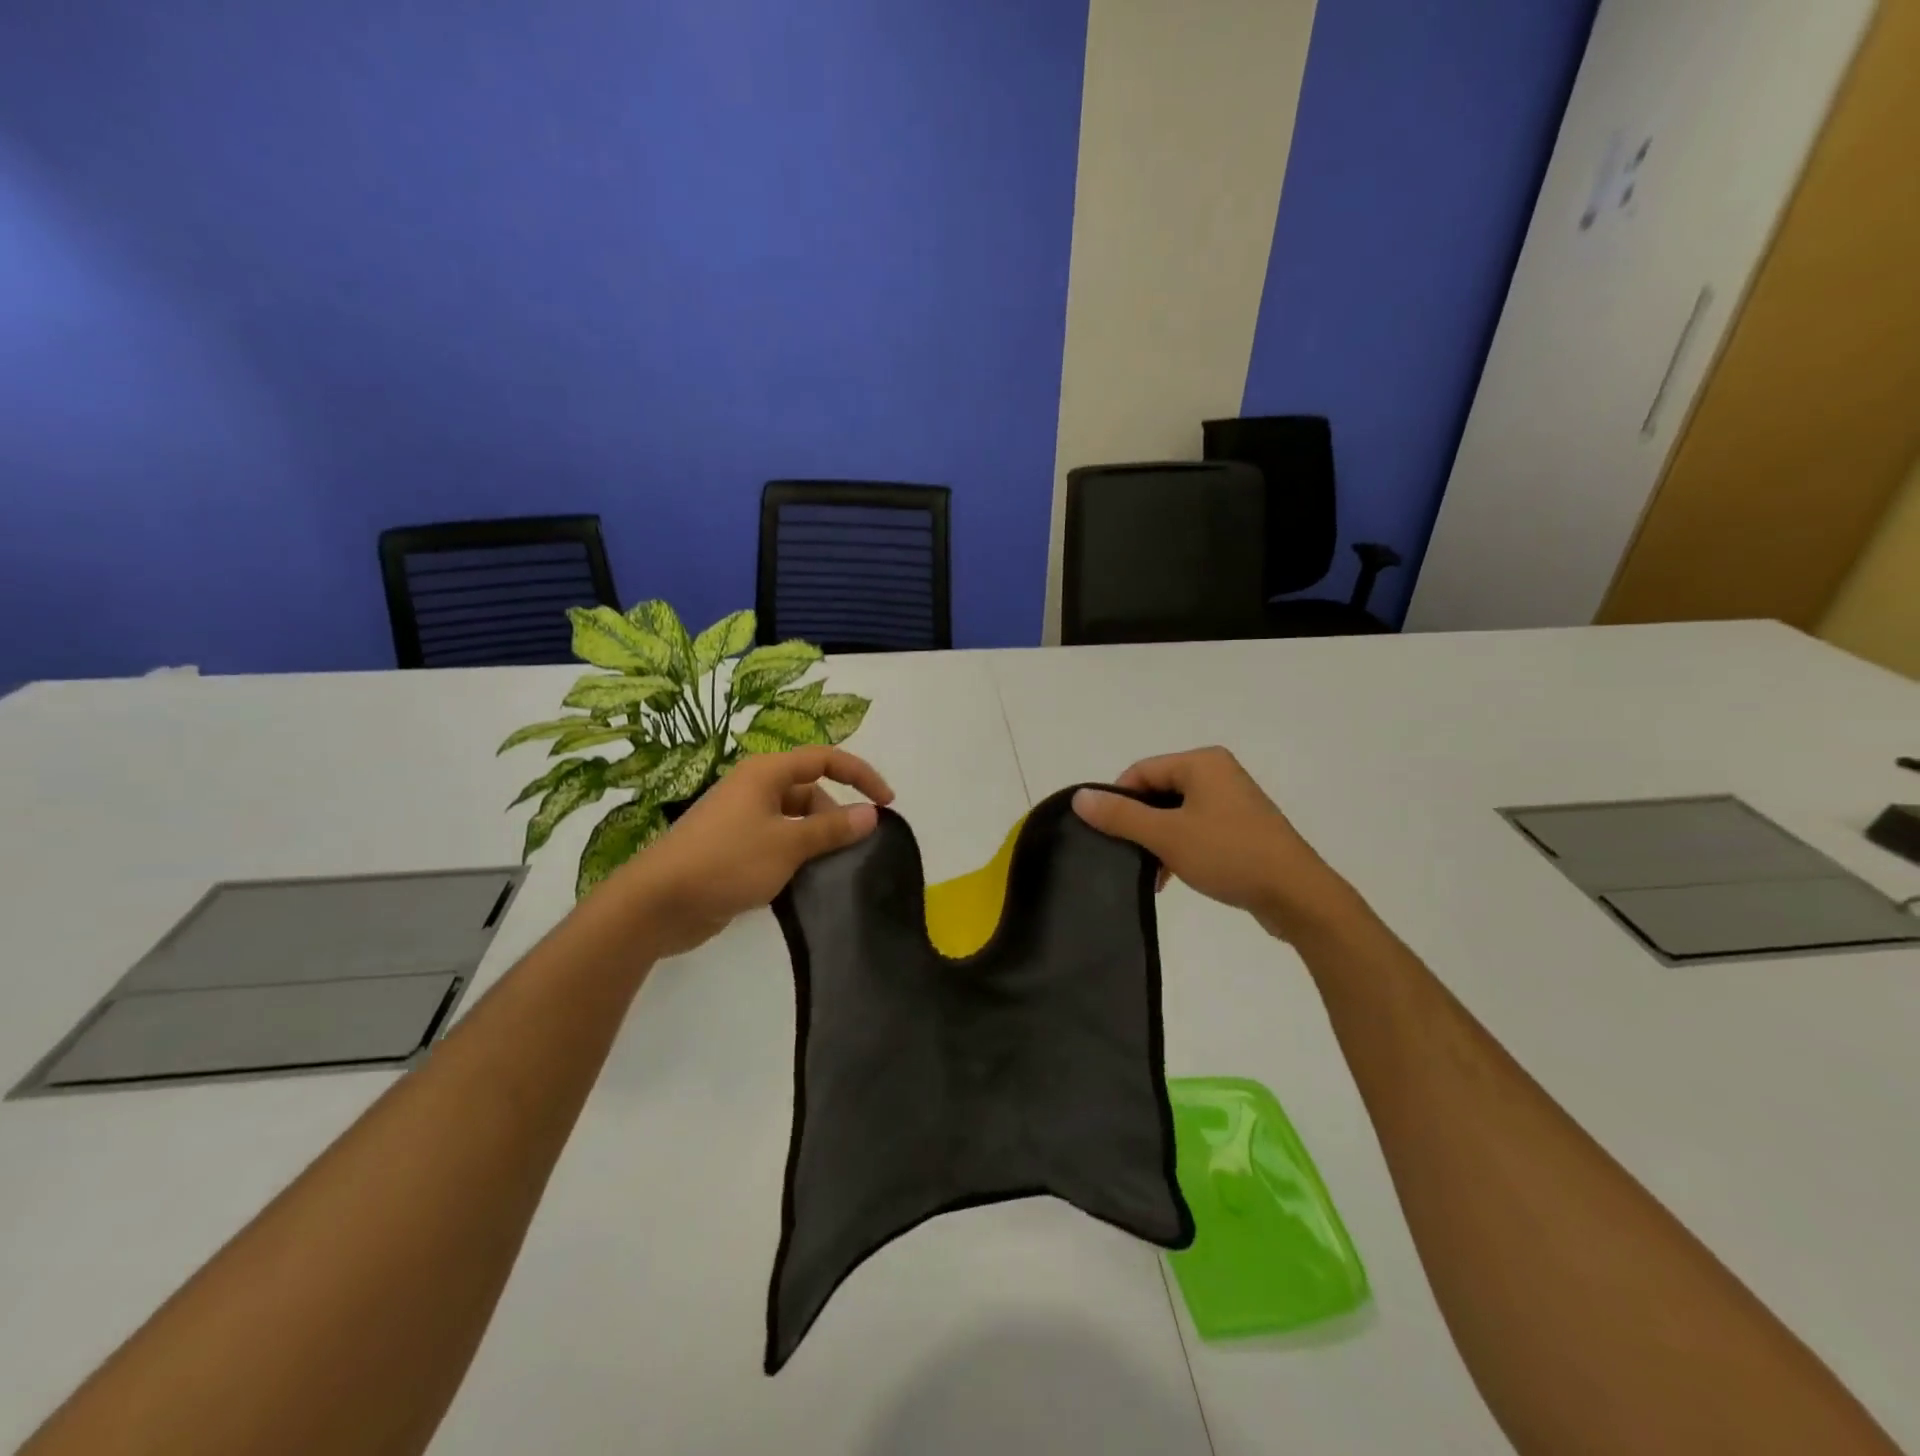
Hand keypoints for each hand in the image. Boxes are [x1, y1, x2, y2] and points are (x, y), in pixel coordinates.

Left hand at [610, 747, 893, 957]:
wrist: (658, 903)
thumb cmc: (726, 861)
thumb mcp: (787, 844)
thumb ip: (831, 829)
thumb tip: (871, 814)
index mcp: (766, 773)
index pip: (825, 759)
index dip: (860, 775)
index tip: (887, 803)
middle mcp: (754, 789)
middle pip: (810, 791)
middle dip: (836, 816)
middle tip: (852, 850)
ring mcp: (742, 820)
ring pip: (794, 820)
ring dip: (816, 840)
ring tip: (833, 870)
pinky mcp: (734, 849)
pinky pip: (778, 843)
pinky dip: (796, 856)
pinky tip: (806, 882)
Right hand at [1072, 746, 1358, 941]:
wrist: (1297, 895)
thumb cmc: (1229, 854)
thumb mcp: (1167, 835)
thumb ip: (1121, 815)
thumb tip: (1080, 796)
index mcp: (1202, 763)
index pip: (1141, 771)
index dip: (1118, 800)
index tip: (1107, 833)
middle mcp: (1218, 773)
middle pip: (1158, 791)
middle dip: (1139, 824)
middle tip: (1125, 855)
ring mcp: (1233, 801)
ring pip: (1176, 813)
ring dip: (1158, 841)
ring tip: (1150, 874)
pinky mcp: (1242, 828)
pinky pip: (1197, 829)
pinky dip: (1180, 848)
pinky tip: (1171, 877)